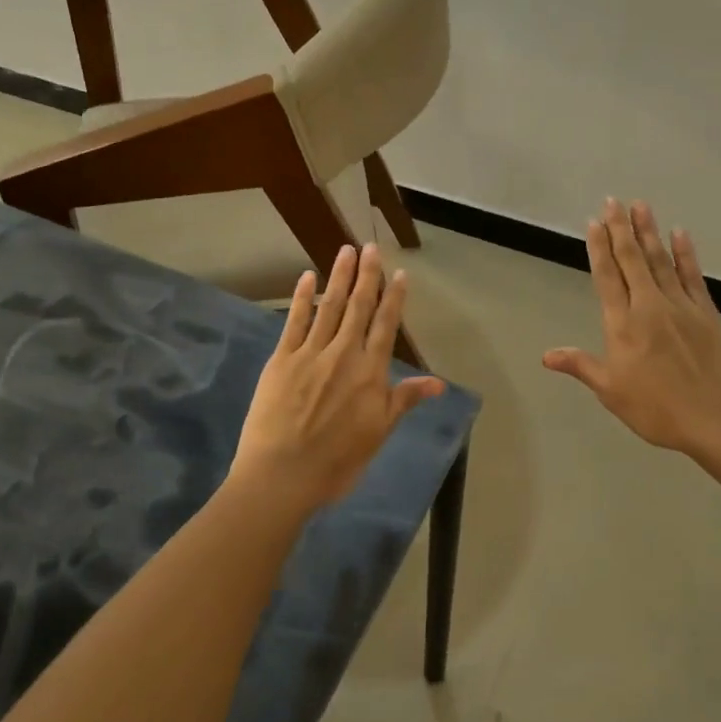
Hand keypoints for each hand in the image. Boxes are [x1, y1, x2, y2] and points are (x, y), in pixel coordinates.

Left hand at [230, 244, 445, 511]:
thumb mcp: (378, 434)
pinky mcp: (282, 359)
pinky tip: (308, 278)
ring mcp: (310, 354)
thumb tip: (438, 383)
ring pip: (329, 307)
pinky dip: (303, 298)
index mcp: (370, 373)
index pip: (386, 326)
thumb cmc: (337, 462)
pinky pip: (294, 322)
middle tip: (370, 247)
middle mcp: (343, 354)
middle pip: (359, 307)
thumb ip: (403, 401)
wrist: (282, 474)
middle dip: (367, 275)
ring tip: (346, 250)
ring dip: (339, 277)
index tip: (400, 273)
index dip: (394, 297)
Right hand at [543, 198, 720, 461]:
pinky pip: (692, 276)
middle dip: (621, 229)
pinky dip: (685, 253)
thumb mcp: (611, 391)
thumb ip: (581, 366)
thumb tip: (547, 355)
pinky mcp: (706, 312)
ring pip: (660, 261)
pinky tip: (680, 234)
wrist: (718, 419)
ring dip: (649, 232)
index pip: (607, 278)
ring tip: (640, 206)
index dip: (599, 249)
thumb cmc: (658, 409)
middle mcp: (649, 306)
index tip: (594, 223)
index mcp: (623, 325)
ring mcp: (681, 306)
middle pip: (632, 260)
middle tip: (613, 201)